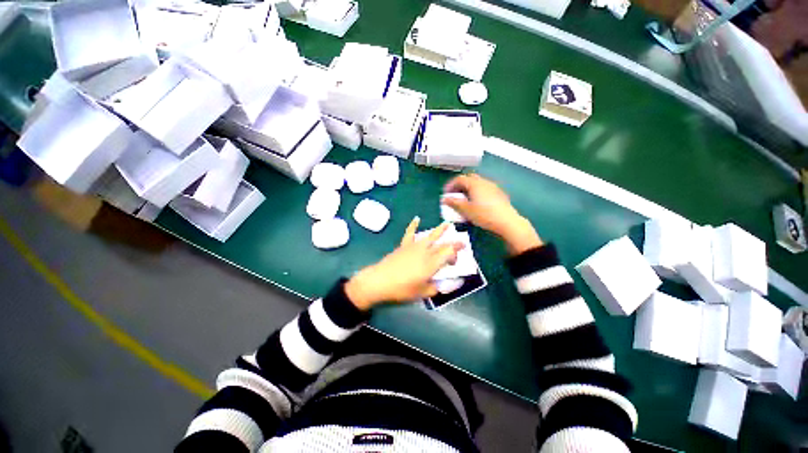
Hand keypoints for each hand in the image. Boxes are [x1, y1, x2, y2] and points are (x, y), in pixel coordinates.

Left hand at [345, 218, 464, 310]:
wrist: (380, 281)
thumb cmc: (402, 289)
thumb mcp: (422, 293)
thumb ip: (436, 288)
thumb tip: (446, 285)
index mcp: (432, 263)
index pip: (449, 253)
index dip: (456, 254)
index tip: (456, 262)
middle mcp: (425, 252)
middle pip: (442, 244)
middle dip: (453, 242)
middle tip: (462, 241)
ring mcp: (414, 247)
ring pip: (430, 236)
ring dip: (440, 230)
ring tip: (447, 224)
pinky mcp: (404, 246)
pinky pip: (410, 233)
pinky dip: (413, 226)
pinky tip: (416, 219)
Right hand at [442, 174, 542, 255]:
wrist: (507, 222)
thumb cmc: (484, 215)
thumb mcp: (466, 210)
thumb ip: (454, 203)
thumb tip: (445, 199)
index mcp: (475, 183)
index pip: (460, 179)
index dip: (450, 185)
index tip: (445, 193)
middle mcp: (484, 182)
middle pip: (469, 179)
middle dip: (460, 185)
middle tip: (454, 195)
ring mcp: (493, 187)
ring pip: (477, 184)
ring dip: (468, 189)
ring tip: (464, 200)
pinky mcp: (499, 194)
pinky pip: (484, 189)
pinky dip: (477, 193)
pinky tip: (477, 203)